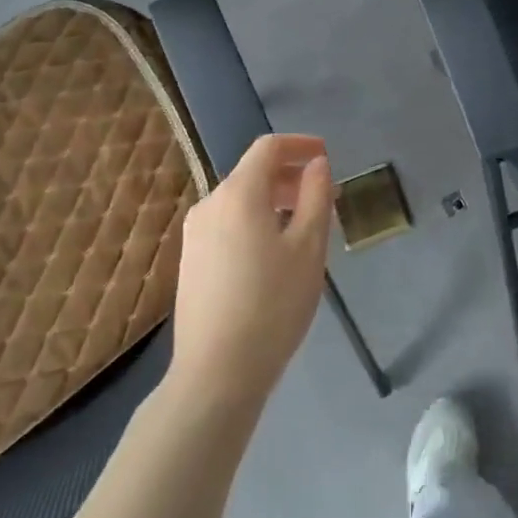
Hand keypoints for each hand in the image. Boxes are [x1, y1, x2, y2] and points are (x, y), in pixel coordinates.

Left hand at [170, 134, 332, 407]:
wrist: (217, 372)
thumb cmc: (273, 304)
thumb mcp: (309, 246)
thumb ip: (316, 196)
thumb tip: (317, 164)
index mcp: (238, 193)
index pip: (268, 148)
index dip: (300, 145)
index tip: (326, 156)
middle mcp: (210, 204)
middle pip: (253, 173)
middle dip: (291, 177)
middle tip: (326, 198)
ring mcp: (195, 234)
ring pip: (241, 200)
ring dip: (275, 201)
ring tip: (305, 228)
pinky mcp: (191, 261)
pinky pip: (229, 223)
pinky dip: (256, 221)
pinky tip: (275, 253)